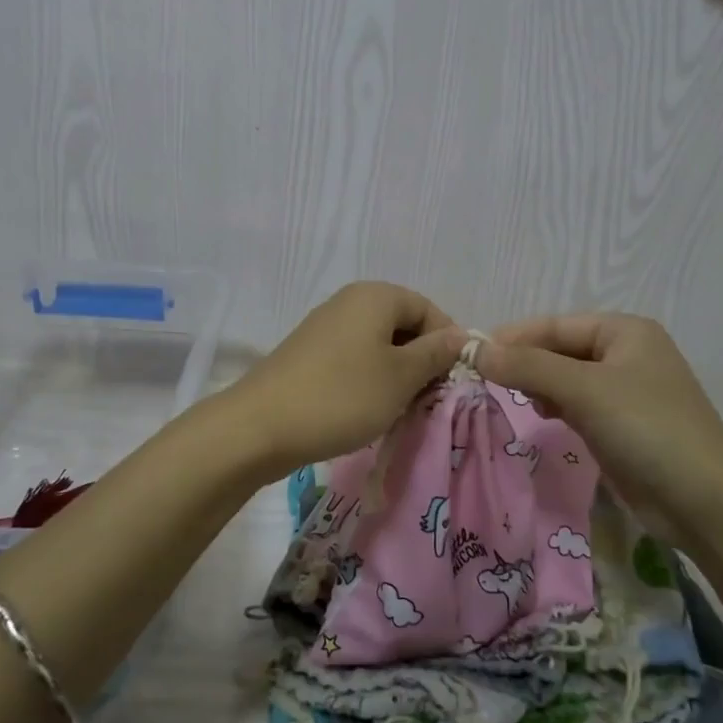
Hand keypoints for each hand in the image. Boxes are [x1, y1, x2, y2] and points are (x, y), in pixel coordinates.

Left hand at [223, 282, 465, 478]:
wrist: (260, 427)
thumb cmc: (342, 396)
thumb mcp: (401, 377)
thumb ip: (436, 353)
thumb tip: (461, 335)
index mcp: (375, 296)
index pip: (429, 309)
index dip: (446, 343)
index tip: (450, 382)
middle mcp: (349, 302)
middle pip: (403, 325)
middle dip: (421, 361)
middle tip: (427, 400)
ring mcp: (325, 328)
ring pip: (379, 346)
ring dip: (396, 375)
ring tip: (399, 409)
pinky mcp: (309, 355)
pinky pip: (354, 359)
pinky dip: (369, 381)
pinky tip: (368, 410)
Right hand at [477, 313, 722, 592]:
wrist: (705, 501)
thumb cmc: (647, 429)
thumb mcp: (584, 389)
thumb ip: (528, 366)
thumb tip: (475, 349)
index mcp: (624, 331)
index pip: (555, 325)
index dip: (513, 337)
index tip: (471, 354)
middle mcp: (625, 354)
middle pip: (559, 350)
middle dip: (525, 363)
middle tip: (484, 381)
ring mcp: (624, 392)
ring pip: (565, 379)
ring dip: (538, 386)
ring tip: (514, 400)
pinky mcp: (621, 426)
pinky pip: (577, 405)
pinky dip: (555, 407)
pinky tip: (541, 417)